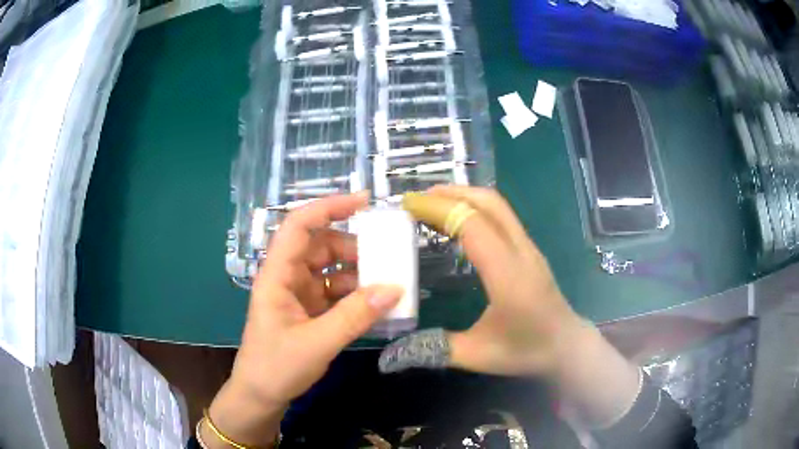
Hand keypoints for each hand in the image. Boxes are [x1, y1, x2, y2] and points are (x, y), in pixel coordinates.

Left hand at [205, 193, 402, 446]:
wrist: (261, 395)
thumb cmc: (276, 367)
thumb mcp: (317, 343)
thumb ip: (354, 316)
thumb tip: (394, 289)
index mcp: (277, 275)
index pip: (299, 226)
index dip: (329, 207)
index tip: (364, 202)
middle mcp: (288, 277)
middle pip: (321, 245)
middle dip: (354, 246)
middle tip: (387, 254)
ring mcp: (299, 294)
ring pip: (332, 269)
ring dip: (358, 273)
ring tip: (388, 281)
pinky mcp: (310, 310)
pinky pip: (336, 292)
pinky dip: (356, 294)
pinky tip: (376, 304)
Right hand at [380, 186, 639, 427]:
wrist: (567, 346)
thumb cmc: (526, 351)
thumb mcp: (477, 355)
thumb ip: (434, 348)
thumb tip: (392, 353)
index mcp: (508, 275)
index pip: (472, 225)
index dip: (438, 209)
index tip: (408, 205)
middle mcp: (521, 252)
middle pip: (489, 203)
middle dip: (450, 193)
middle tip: (416, 198)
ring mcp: (529, 247)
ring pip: (498, 205)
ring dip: (464, 196)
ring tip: (432, 203)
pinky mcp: (530, 250)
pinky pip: (502, 216)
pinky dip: (476, 207)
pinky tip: (458, 221)